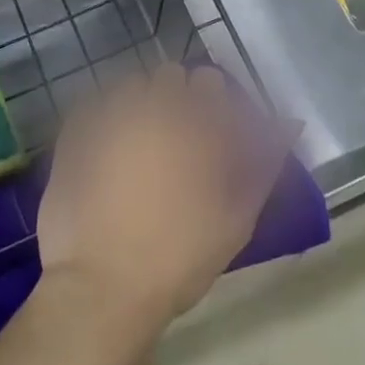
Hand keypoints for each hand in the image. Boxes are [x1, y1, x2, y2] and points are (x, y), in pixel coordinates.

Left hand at [36, 64, 287, 333]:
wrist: (102, 288)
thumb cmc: (178, 259)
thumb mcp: (236, 218)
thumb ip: (264, 164)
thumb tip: (290, 122)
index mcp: (195, 125)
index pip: (210, 82)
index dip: (212, 104)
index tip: (209, 131)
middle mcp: (153, 108)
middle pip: (169, 76)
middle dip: (175, 99)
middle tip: (174, 140)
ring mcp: (109, 116)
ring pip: (131, 85)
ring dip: (139, 103)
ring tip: (137, 144)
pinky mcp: (74, 132)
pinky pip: (93, 104)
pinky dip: (103, 117)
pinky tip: (105, 150)